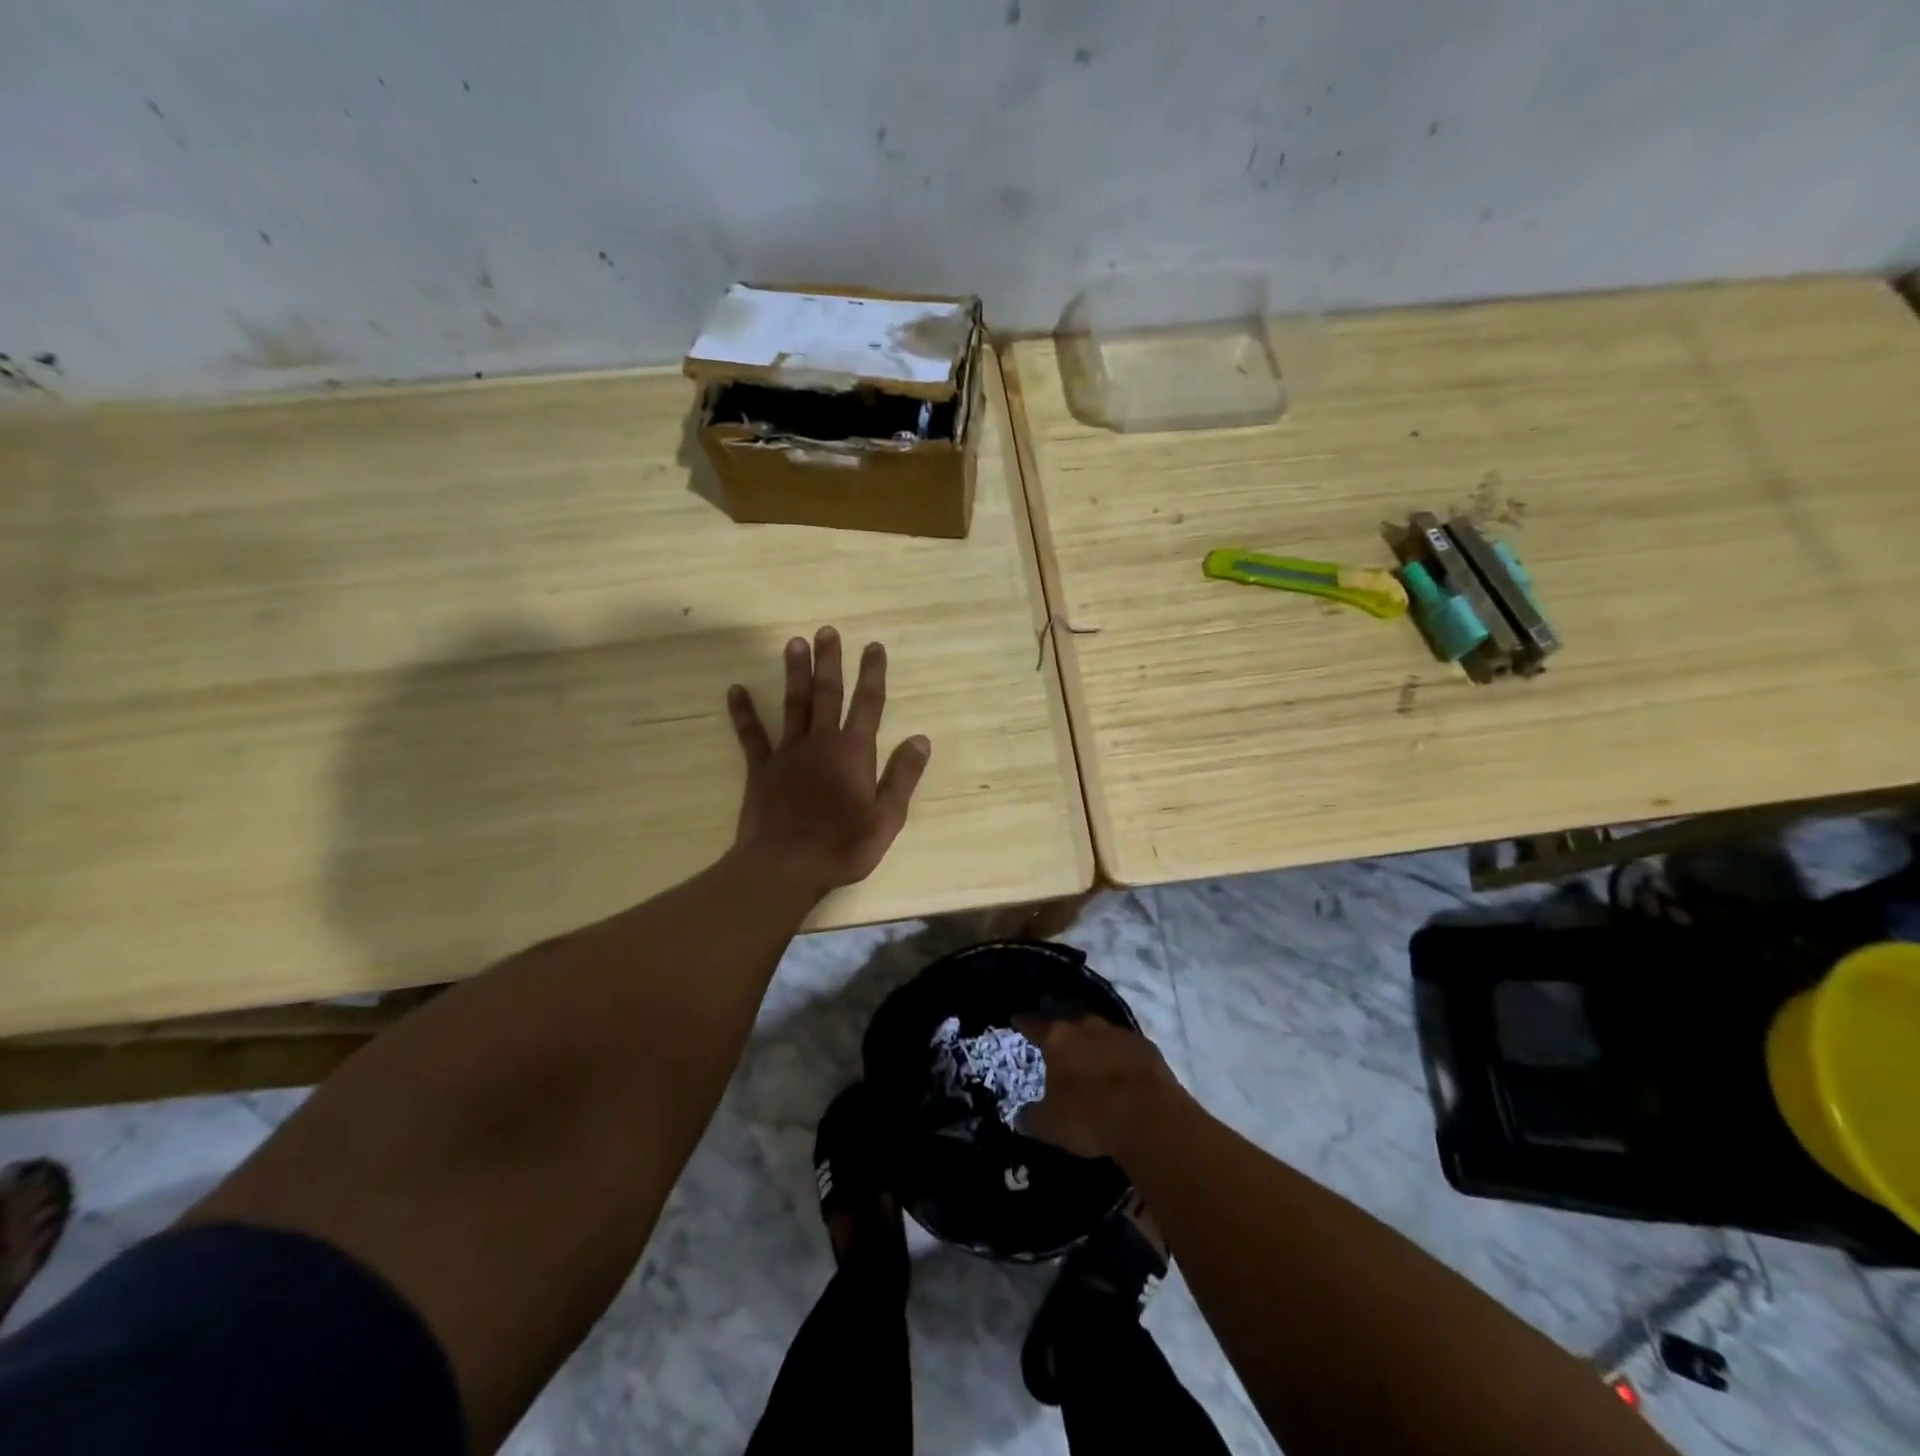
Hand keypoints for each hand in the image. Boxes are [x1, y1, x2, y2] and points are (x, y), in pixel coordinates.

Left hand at [727, 626, 930, 894]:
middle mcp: (821, 742)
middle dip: (830, 661)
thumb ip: (903, 776)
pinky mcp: (761, 769)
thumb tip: (921, 739)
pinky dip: (743, 712)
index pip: (868, 704)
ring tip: (794, 643)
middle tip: (827, 631)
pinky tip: (735, 690)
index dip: (873, 674)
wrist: (785, 866)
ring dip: (795, 672)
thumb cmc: (843, 846)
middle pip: (827, 693)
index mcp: (854, 752)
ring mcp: (788, 753)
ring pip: (793, 704)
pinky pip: (751, 735)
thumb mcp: (887, 817)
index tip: (874, 646)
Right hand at [1012, 1015, 1181, 1161]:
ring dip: (1091, 1042)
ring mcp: (1119, 1033)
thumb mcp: (1050, 1125)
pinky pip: (1124, 1046)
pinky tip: (1118, 1071)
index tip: (1017, 1020)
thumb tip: (1020, 1116)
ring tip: (1088, 1058)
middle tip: (1055, 1044)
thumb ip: (1031, 1117)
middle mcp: (1086, 1026)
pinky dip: (1117, 1055)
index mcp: (1058, 1038)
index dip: (1024, 1023)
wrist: (1151, 1118)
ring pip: (1098, 1032)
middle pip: (1068, 1022)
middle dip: (1061, 1031)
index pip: (1034, 1023)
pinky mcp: (1146, 1047)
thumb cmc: (1090, 1116)